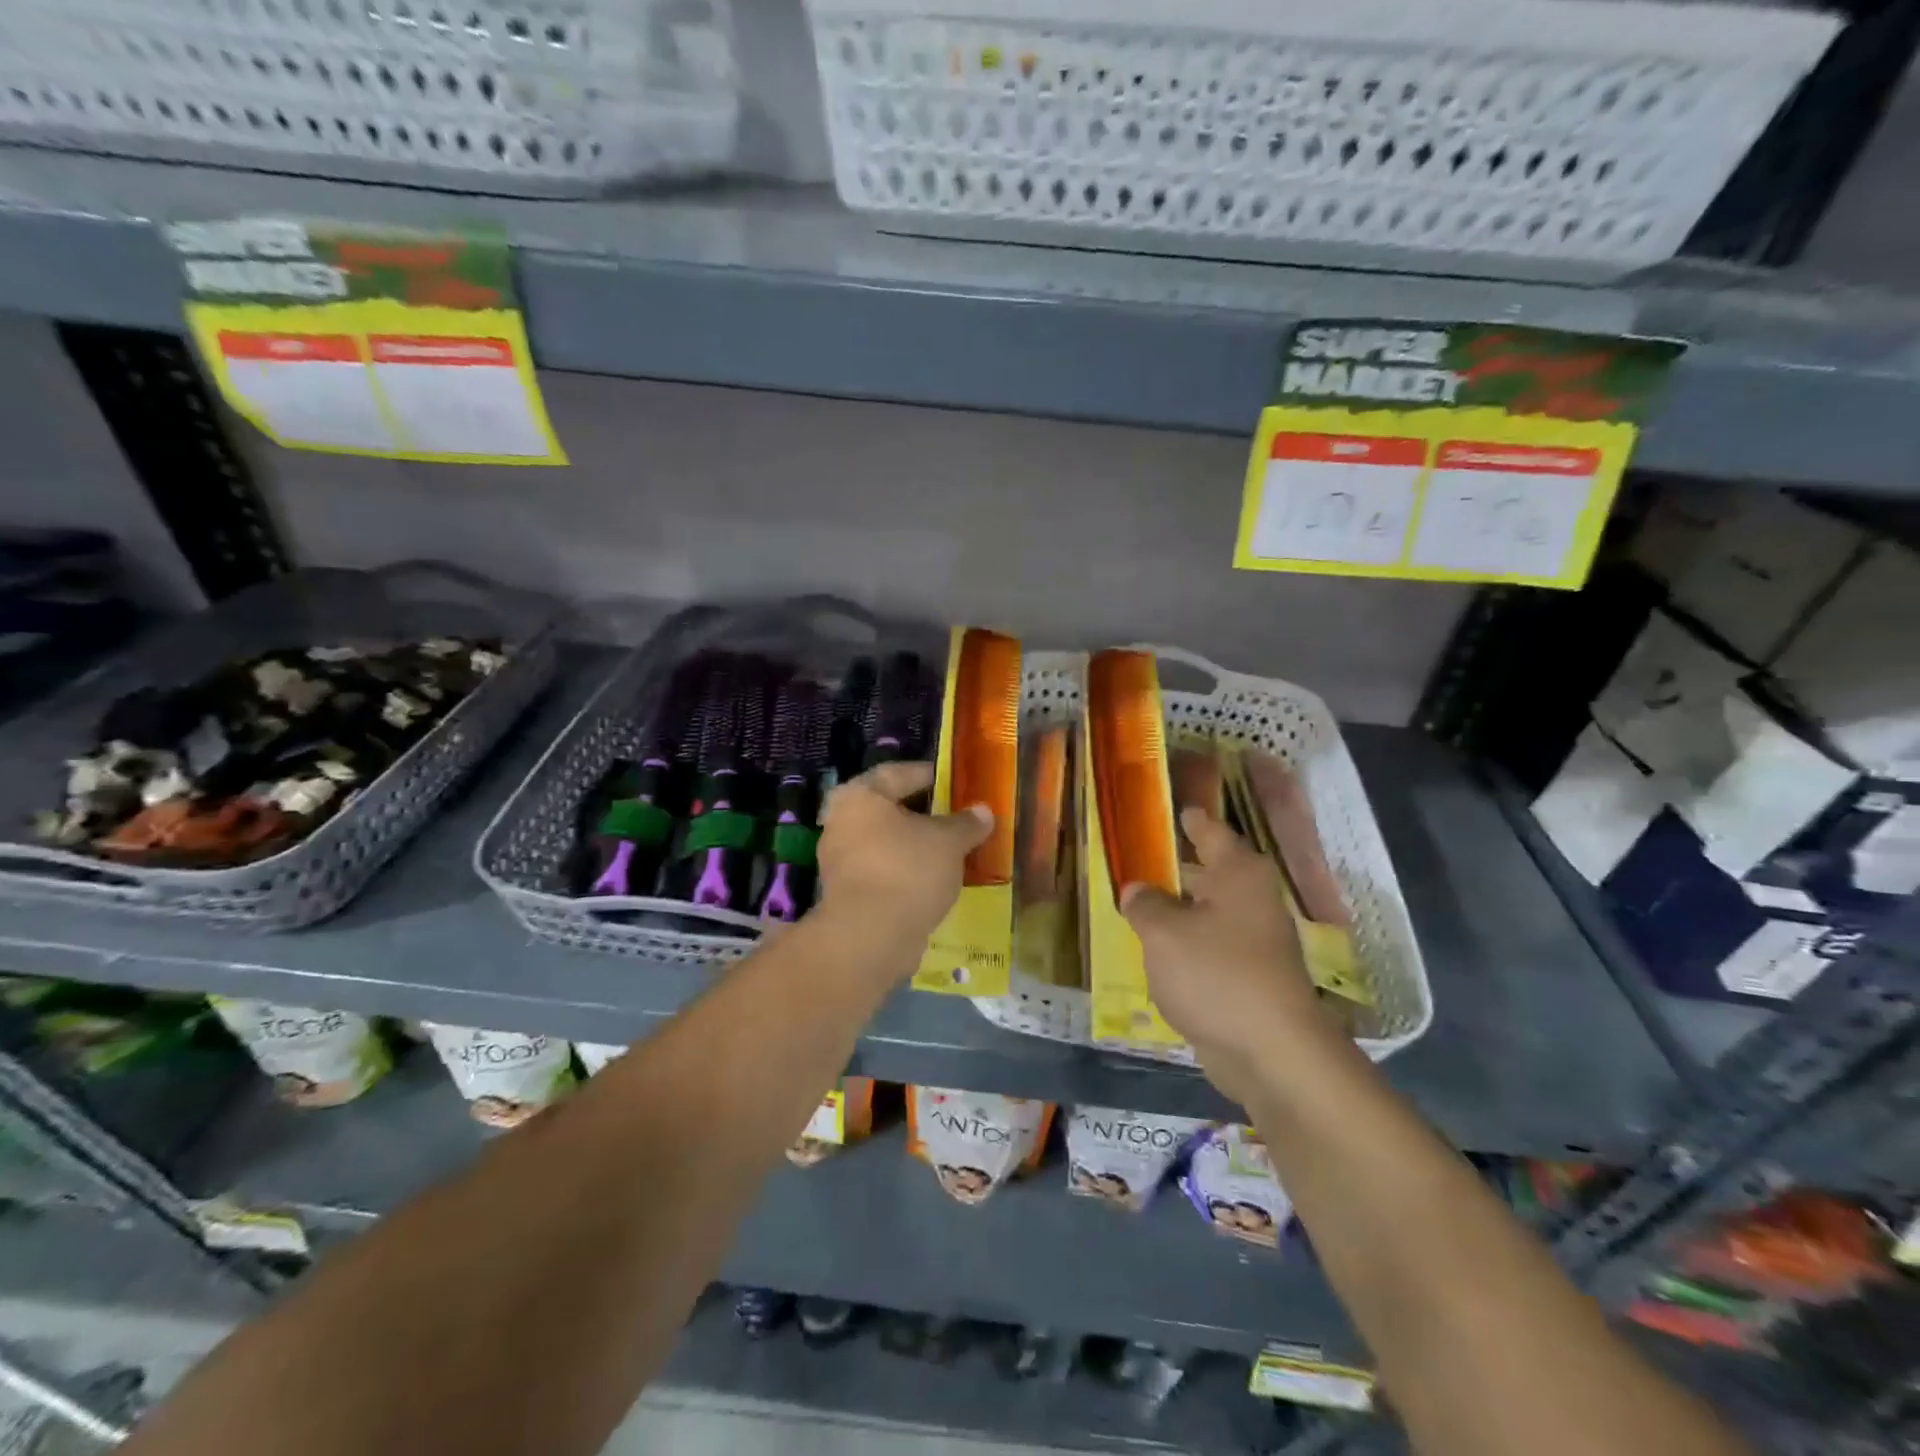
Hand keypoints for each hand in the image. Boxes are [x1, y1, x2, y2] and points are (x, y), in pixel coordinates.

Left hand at [817, 761, 993, 953]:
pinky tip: (931, 880)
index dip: (927, 775)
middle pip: (888, 810)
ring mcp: (839, 861)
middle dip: (921, 814)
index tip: (952, 782)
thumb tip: (983, 811)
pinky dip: (904, 871)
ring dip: (913, 845)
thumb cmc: (908, 870)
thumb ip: (966, 823)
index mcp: (860, 796)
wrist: (870, 937)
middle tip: (954, 817)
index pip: (897, 773)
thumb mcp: (949, 841)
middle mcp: (840, 822)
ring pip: (884, 843)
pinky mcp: (845, 894)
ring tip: (948, 851)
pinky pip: (881, 871)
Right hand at [1122, 806, 1328, 1100]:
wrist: (1272, 1054)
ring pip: (1208, 914)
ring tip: (1138, 904)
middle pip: (1210, 874)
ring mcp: (1255, 943)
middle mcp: (1252, 901)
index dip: (1192, 821)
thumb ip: (1145, 905)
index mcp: (1238, 875)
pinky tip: (1156, 952)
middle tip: (1140, 858)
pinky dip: (1185, 946)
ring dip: (1178, 910)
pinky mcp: (1249, 980)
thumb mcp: (1164, 934)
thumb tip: (1138, 889)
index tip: (1177, 810)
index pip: (1212, 833)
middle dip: (1178, 868)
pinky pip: (1209, 949)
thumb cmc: (1217, 975)